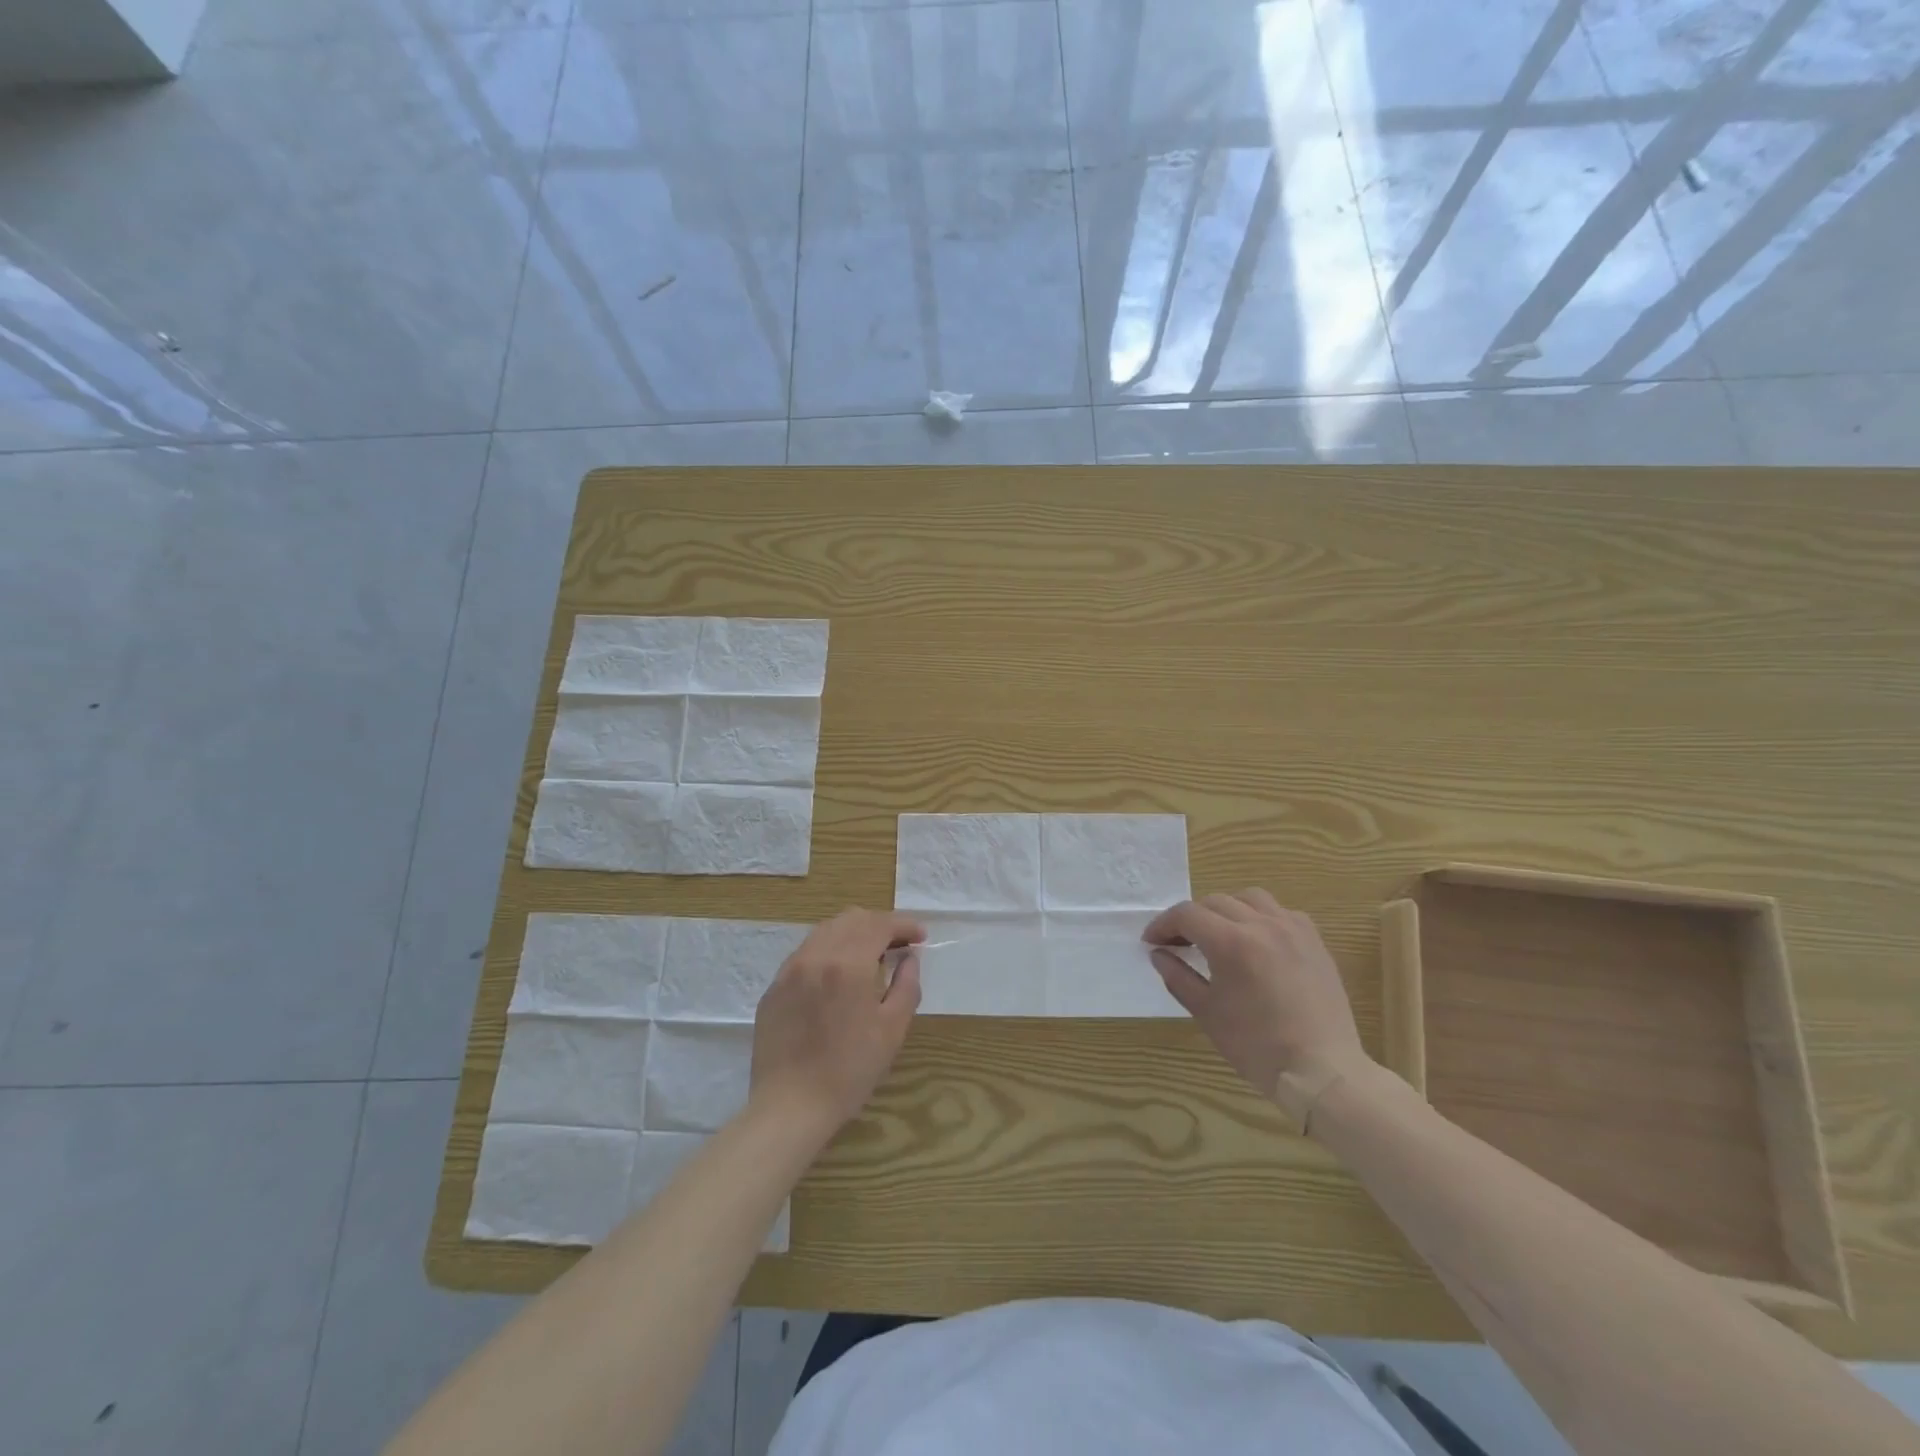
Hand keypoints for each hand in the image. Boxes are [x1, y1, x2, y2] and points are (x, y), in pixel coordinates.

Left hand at [750, 908, 924, 1135]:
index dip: (904, 925)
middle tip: (898, 946)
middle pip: (852, 919)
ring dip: (853, 934)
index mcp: (848, 964)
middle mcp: (816, 955)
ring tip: (869, 958)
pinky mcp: (774, 987)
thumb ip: (906, 986)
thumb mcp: (892, 1030)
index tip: (921, 937)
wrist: (790, 1107)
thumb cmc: (850, 1071)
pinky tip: (837, 977)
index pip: (880, 925)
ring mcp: (790, 970)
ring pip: (826, 931)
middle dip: (879, 925)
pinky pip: (806, 953)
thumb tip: (909, 959)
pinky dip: (828, 951)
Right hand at [1144, 890, 1369, 1127]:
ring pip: (1250, 898)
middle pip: (1215, 902)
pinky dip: (1261, 917)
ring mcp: (1292, 929)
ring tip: (1219, 934)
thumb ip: (1178, 976)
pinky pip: (1281, 912)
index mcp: (1231, 942)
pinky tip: (1257, 941)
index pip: (1187, 915)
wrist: (1321, 1070)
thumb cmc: (1257, 1046)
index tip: (1152, 942)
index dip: (1163, 924)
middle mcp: (1262, 924)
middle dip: (1191, 919)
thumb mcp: (1207, 1013)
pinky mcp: (1314, 941)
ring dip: (1226, 909)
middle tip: (1179, 943)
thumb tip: (1159, 954)